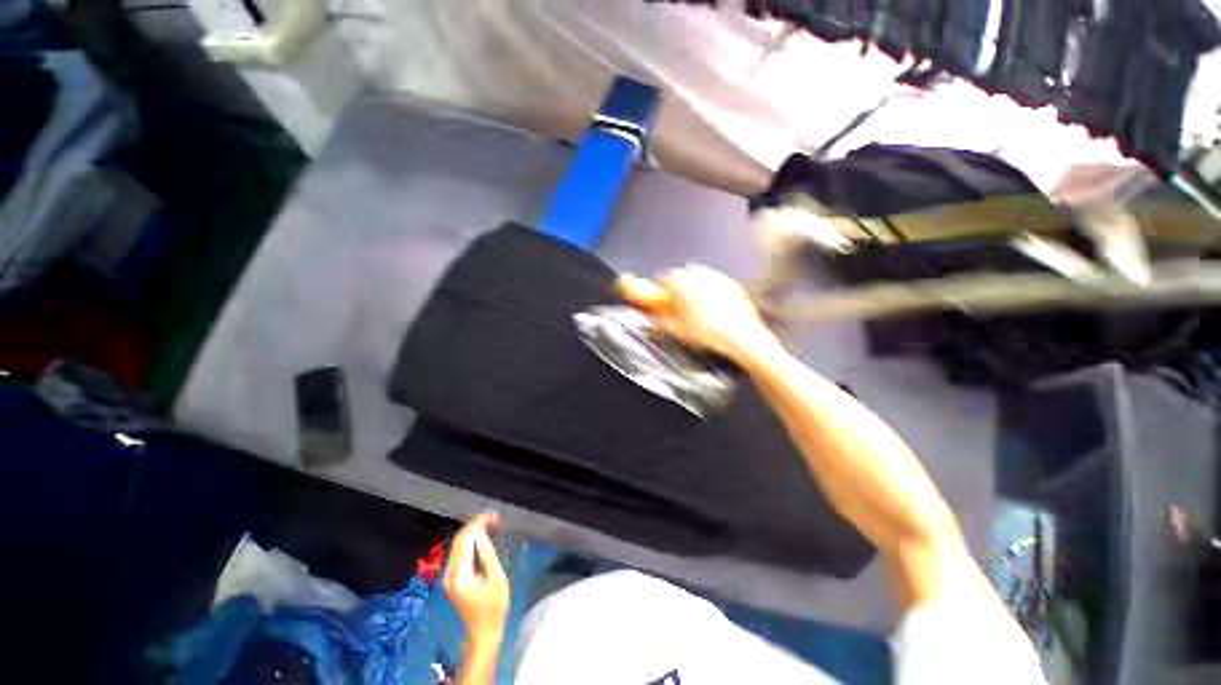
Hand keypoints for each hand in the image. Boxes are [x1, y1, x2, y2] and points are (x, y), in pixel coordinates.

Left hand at [444, 513, 509, 647]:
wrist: (483, 633)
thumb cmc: (494, 608)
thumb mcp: (497, 579)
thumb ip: (487, 555)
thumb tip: (481, 534)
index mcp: (460, 575)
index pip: (464, 541)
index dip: (477, 524)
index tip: (493, 516)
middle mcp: (449, 574)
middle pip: (458, 541)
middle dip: (474, 525)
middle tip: (493, 517)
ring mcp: (449, 577)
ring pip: (457, 546)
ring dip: (472, 532)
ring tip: (490, 523)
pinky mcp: (452, 579)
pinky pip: (458, 553)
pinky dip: (469, 541)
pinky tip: (481, 536)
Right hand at [617, 266, 777, 362]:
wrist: (741, 336)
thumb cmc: (705, 333)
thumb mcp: (676, 329)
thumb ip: (659, 319)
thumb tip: (651, 315)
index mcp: (680, 283)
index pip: (662, 280)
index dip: (660, 292)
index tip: (662, 302)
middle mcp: (697, 274)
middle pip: (680, 277)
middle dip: (678, 289)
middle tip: (679, 307)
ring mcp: (716, 276)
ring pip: (698, 278)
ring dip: (693, 288)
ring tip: (697, 309)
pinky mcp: (731, 282)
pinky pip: (714, 283)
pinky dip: (710, 291)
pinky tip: (714, 308)